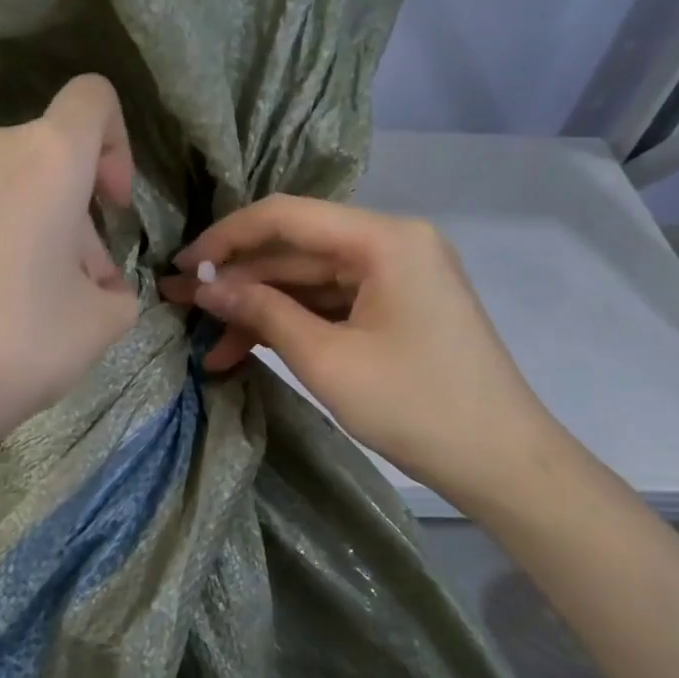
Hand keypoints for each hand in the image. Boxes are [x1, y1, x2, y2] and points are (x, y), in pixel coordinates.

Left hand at [0, 74, 138, 460]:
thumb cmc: (14, 345)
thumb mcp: (99, 325)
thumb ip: (118, 293)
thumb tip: (101, 287)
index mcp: (44, 157)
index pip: (94, 100)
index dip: (118, 147)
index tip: (113, 210)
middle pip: (48, 157)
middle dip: (75, 214)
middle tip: (81, 287)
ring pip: (3, 184)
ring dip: (31, 226)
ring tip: (31, 302)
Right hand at [160, 196, 568, 509]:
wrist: (499, 460)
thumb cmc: (414, 406)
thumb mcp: (326, 360)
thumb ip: (262, 313)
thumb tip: (204, 287)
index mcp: (384, 239)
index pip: (287, 217)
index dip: (226, 238)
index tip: (182, 267)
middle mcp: (392, 243)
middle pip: (296, 251)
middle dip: (237, 282)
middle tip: (179, 306)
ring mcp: (396, 277)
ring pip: (309, 282)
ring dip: (260, 311)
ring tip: (209, 346)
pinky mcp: (395, 308)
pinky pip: (331, 305)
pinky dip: (291, 325)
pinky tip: (247, 350)